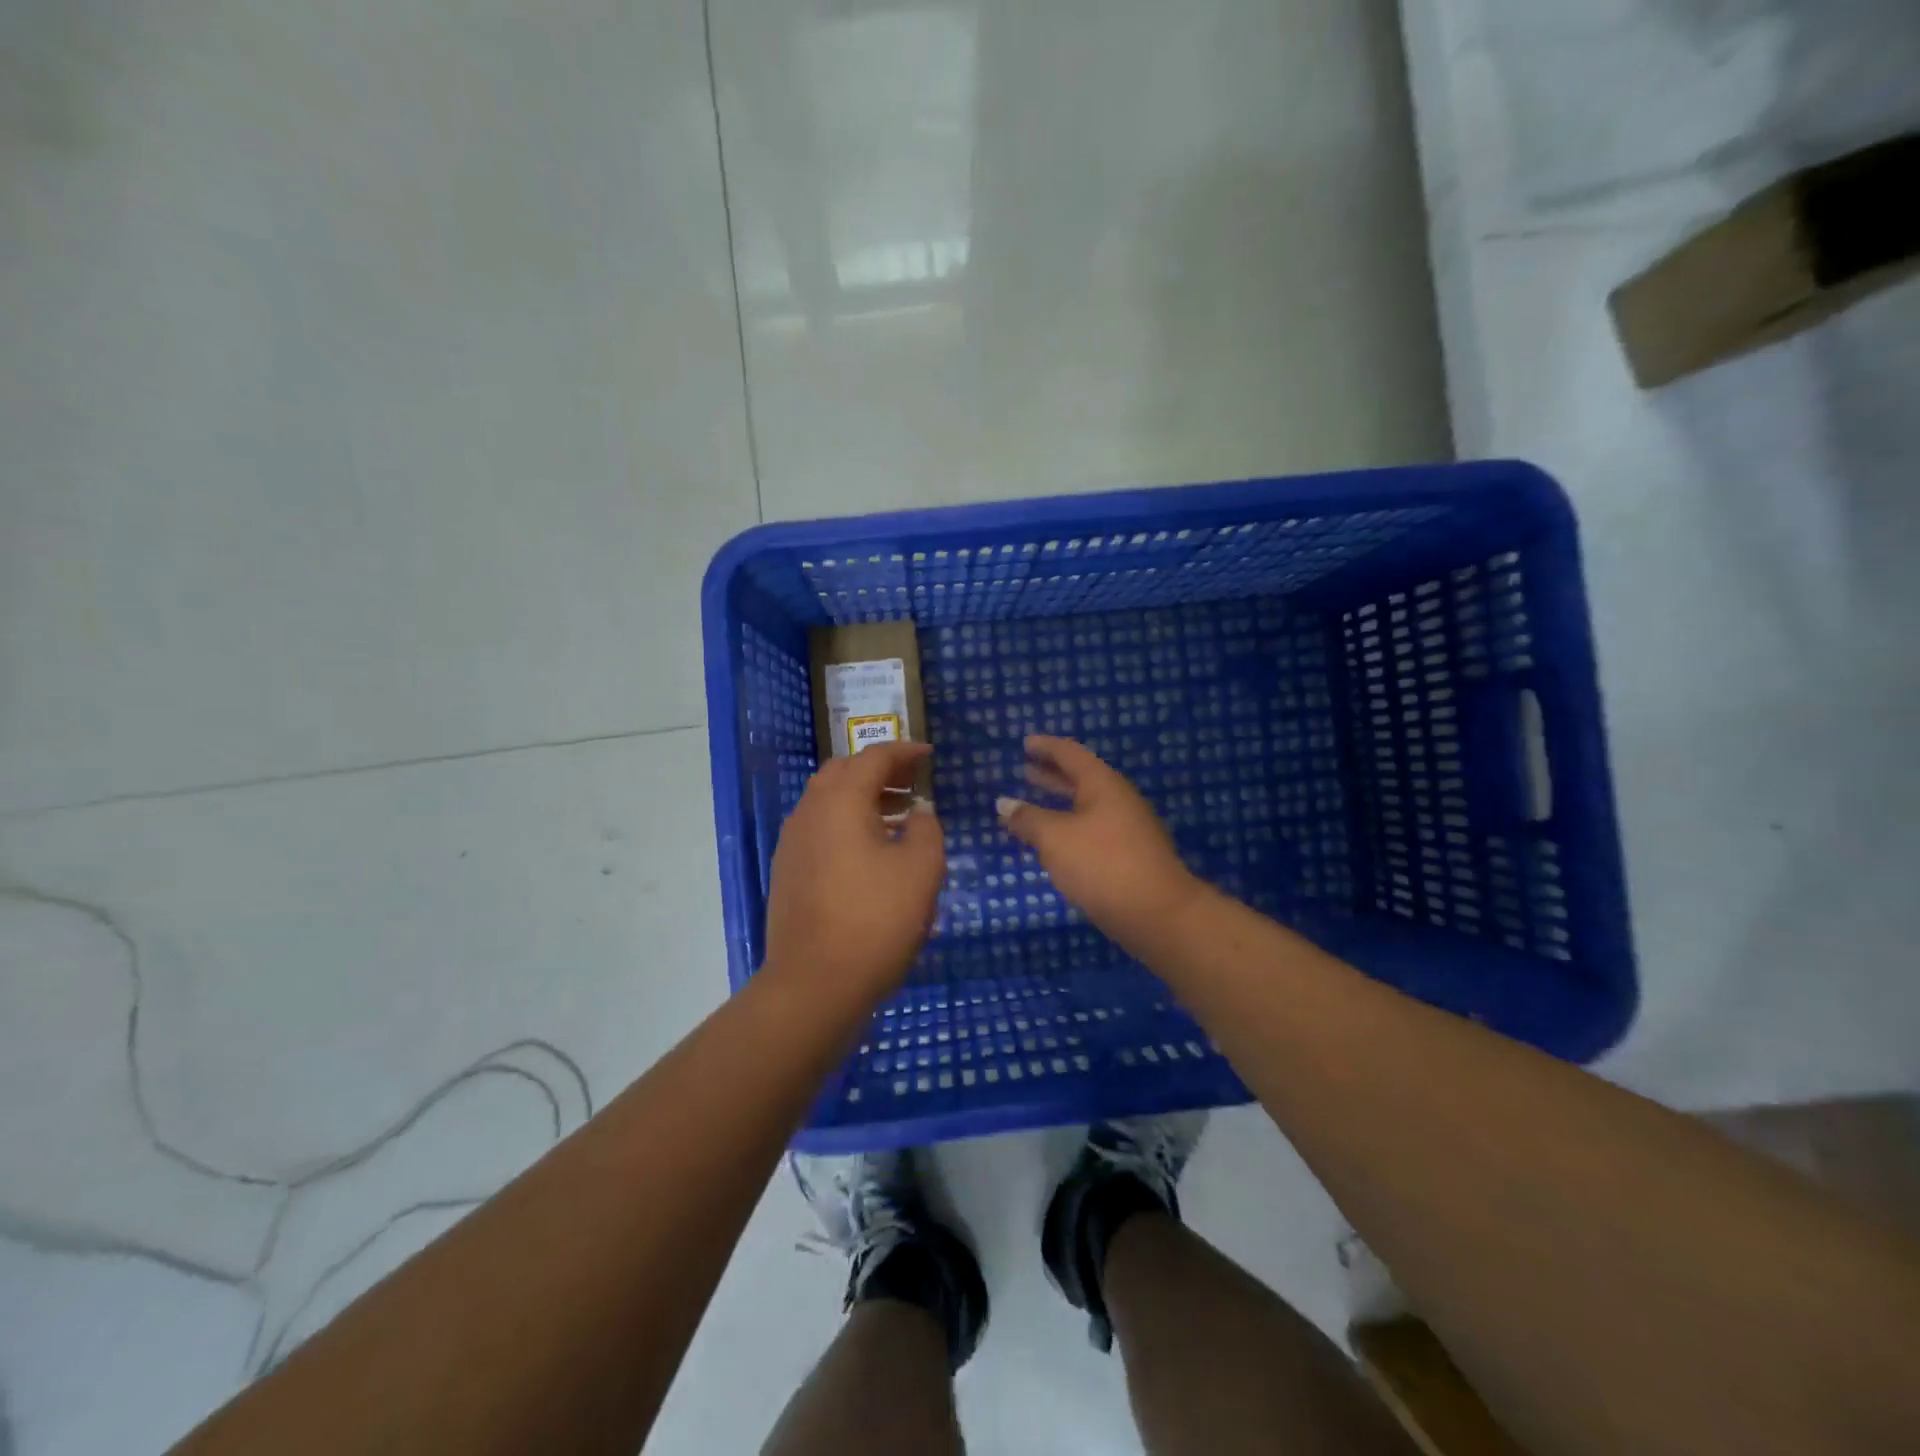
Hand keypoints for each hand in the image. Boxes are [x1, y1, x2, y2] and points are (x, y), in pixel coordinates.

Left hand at [764, 741, 944, 1006]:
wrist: (814, 984)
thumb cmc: (875, 920)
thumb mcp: (921, 870)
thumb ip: (926, 829)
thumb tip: (917, 813)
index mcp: (840, 801)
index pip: (873, 758)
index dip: (905, 752)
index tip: (929, 755)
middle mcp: (810, 811)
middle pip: (844, 772)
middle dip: (881, 771)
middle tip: (914, 783)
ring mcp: (793, 842)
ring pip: (829, 801)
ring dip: (864, 797)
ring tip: (900, 815)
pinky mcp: (788, 870)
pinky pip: (821, 828)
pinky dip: (848, 822)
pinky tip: (873, 850)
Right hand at [997, 735, 1201, 951]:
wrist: (1157, 912)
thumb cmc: (1102, 864)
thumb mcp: (1055, 838)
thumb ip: (1027, 819)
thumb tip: (1004, 804)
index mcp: (1102, 784)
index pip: (1070, 753)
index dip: (1046, 746)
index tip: (1025, 743)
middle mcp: (1118, 799)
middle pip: (1080, 778)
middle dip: (1051, 774)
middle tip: (1025, 769)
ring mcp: (1127, 828)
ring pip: (1086, 806)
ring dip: (1059, 802)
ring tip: (1032, 803)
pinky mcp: (1129, 855)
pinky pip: (1092, 828)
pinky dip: (1069, 825)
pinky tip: (1055, 841)